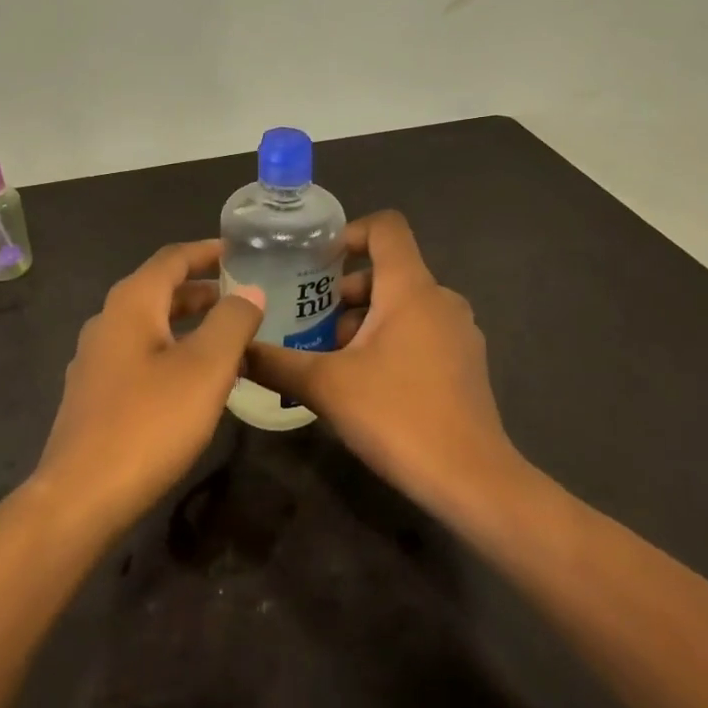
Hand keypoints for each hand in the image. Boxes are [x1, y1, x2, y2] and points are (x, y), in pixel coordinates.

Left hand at [30, 240, 266, 537]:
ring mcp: (95, 359)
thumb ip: (232, 322)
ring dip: (188, 322)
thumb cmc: (150, 422)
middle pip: (159, 289)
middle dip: (201, 288)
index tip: (242, 251)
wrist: (82, 495)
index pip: (172, 258)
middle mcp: (107, 321)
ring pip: (149, 325)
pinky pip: (140, 354)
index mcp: (131, 303)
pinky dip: (171, 350)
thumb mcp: (206, 368)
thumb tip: (251, 290)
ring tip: (227, 335)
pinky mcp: (94, 393)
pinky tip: (193, 379)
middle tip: (243, 294)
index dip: (208, 251)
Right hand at [243, 211, 521, 520]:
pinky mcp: (464, 363)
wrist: (472, 481)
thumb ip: (275, 362)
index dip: (348, 232)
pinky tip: (361, 381)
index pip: (386, 227)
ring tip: (326, 356)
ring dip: (361, 320)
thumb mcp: (325, 387)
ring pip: (401, 305)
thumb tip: (235, 349)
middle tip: (305, 321)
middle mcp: (440, 299)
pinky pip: (418, 331)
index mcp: (411, 288)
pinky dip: (387, 340)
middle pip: (386, 270)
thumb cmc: (398, 416)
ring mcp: (458, 332)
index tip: (314, 263)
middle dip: (341, 291)